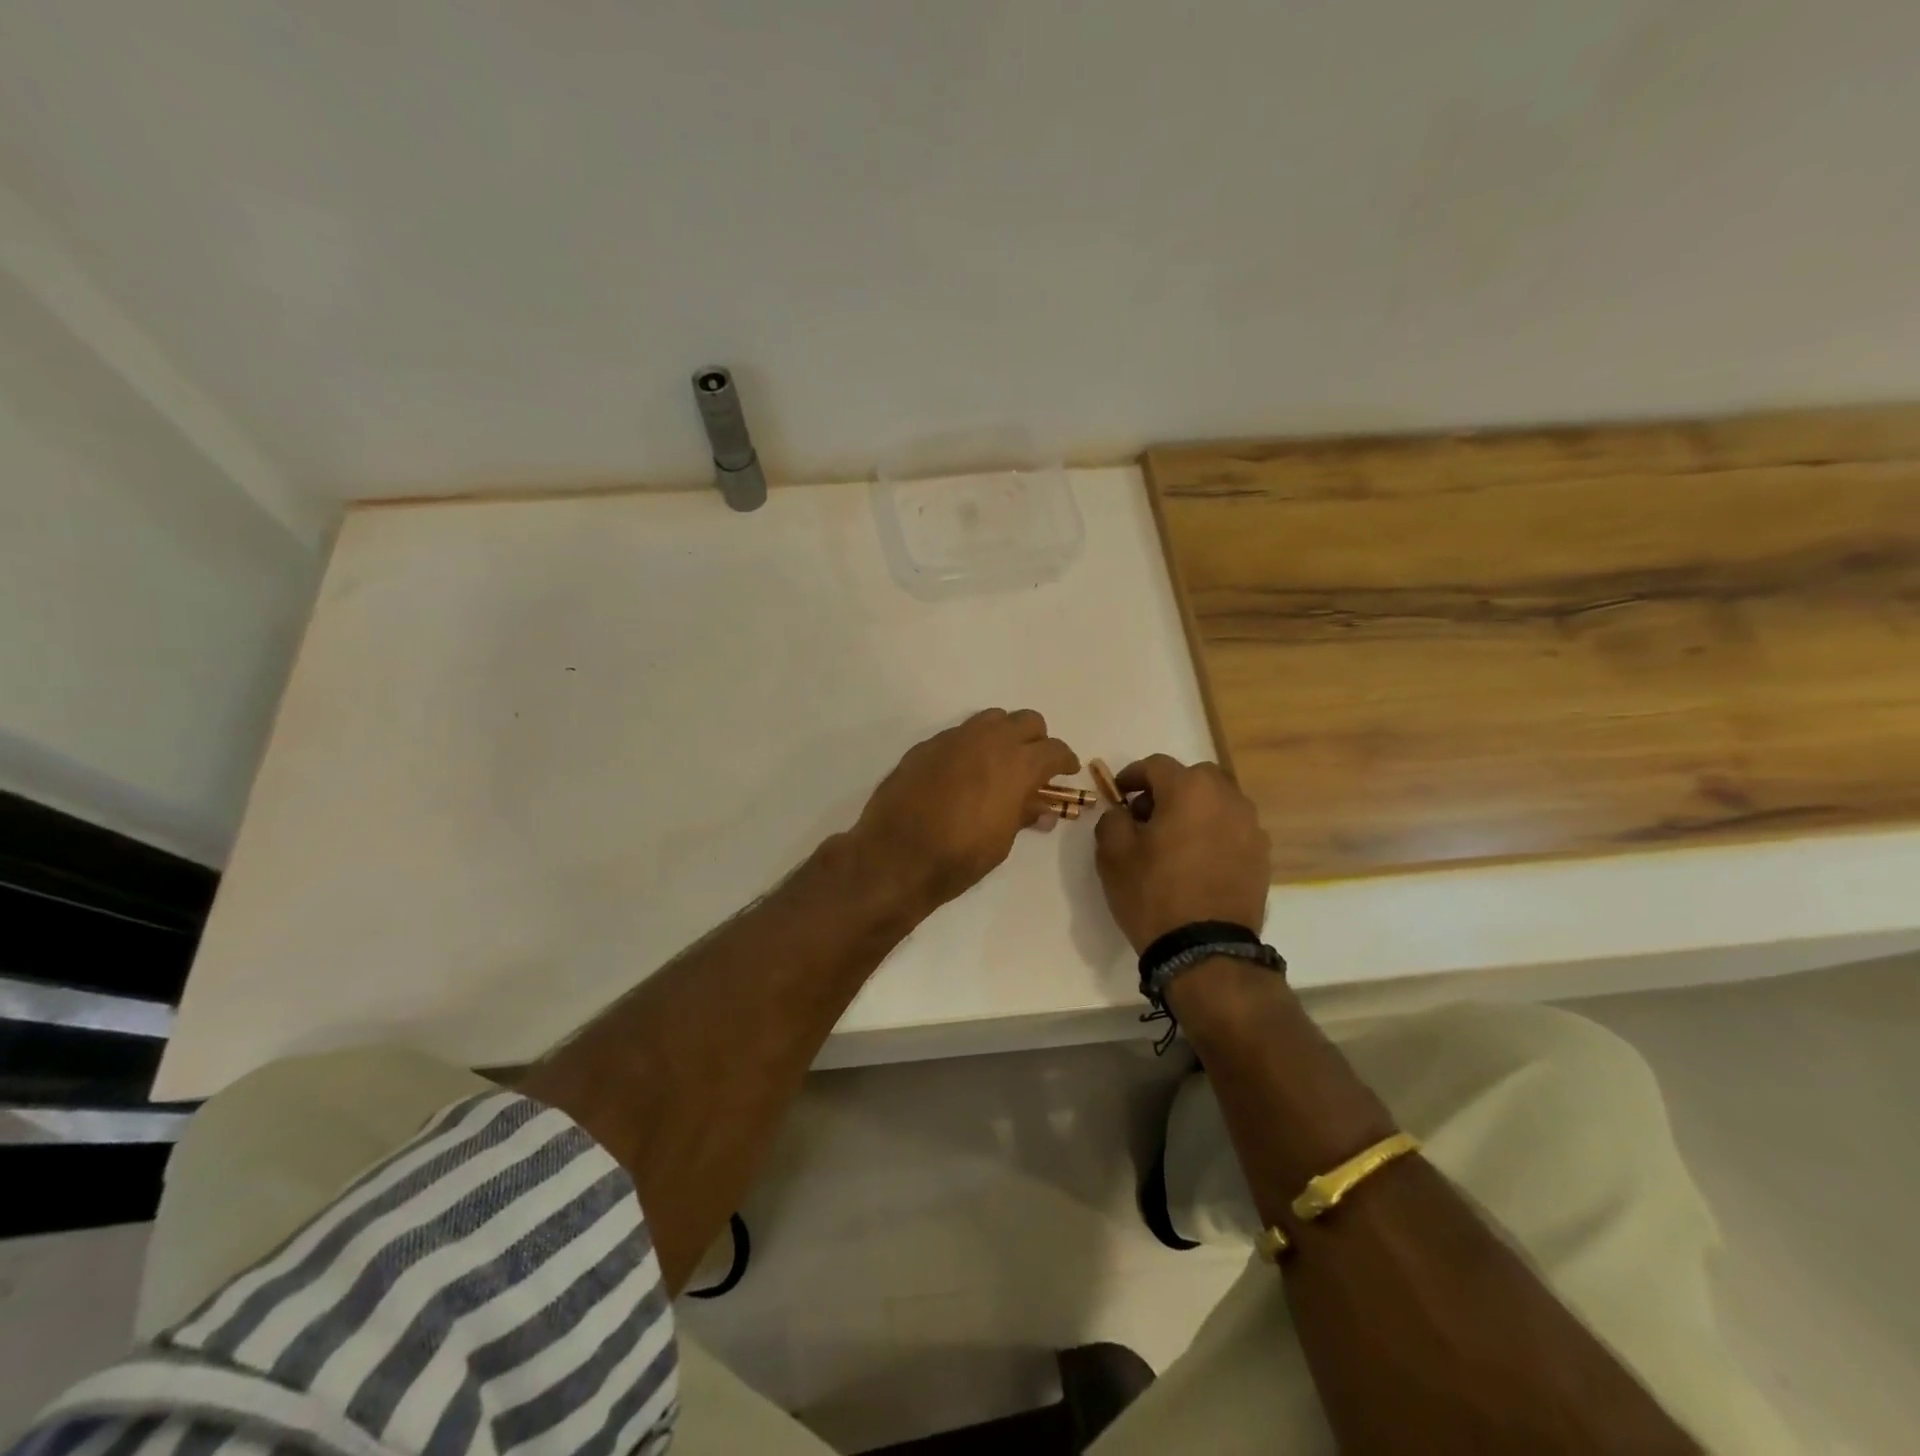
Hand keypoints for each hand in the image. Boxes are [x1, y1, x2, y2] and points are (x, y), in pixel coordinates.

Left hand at [855, 709, 1078, 909]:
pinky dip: (971, 746)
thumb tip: (1043, 809)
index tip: (1066, 771)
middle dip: (1037, 739)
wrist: (895, 855)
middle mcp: (988, 741)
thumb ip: (1024, 814)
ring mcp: (954, 739)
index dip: (1065, 760)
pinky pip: (959, 734)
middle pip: (1026, 721)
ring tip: (999, 763)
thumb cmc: (959, 856)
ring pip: (991, 719)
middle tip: (1034, 765)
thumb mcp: (1002, 841)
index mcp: (1016, 764)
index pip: (1054, 750)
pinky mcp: (926, 746)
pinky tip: (963, 773)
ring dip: (1003, 735)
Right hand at [1094, 755, 1271, 951]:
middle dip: (1169, 789)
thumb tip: (1123, 812)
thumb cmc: (1153, 893)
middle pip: (1194, 777)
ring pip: (1218, 802)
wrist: (1205, 950)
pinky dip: (1214, 832)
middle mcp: (1227, 798)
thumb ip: (1112, 818)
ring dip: (1195, 810)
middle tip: (1148, 816)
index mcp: (1189, 789)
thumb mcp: (1113, 853)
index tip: (1118, 795)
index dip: (1132, 776)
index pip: (1156, 765)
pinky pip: (1233, 829)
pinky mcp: (1262, 855)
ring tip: (1175, 840)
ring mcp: (1251, 826)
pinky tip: (1198, 860)